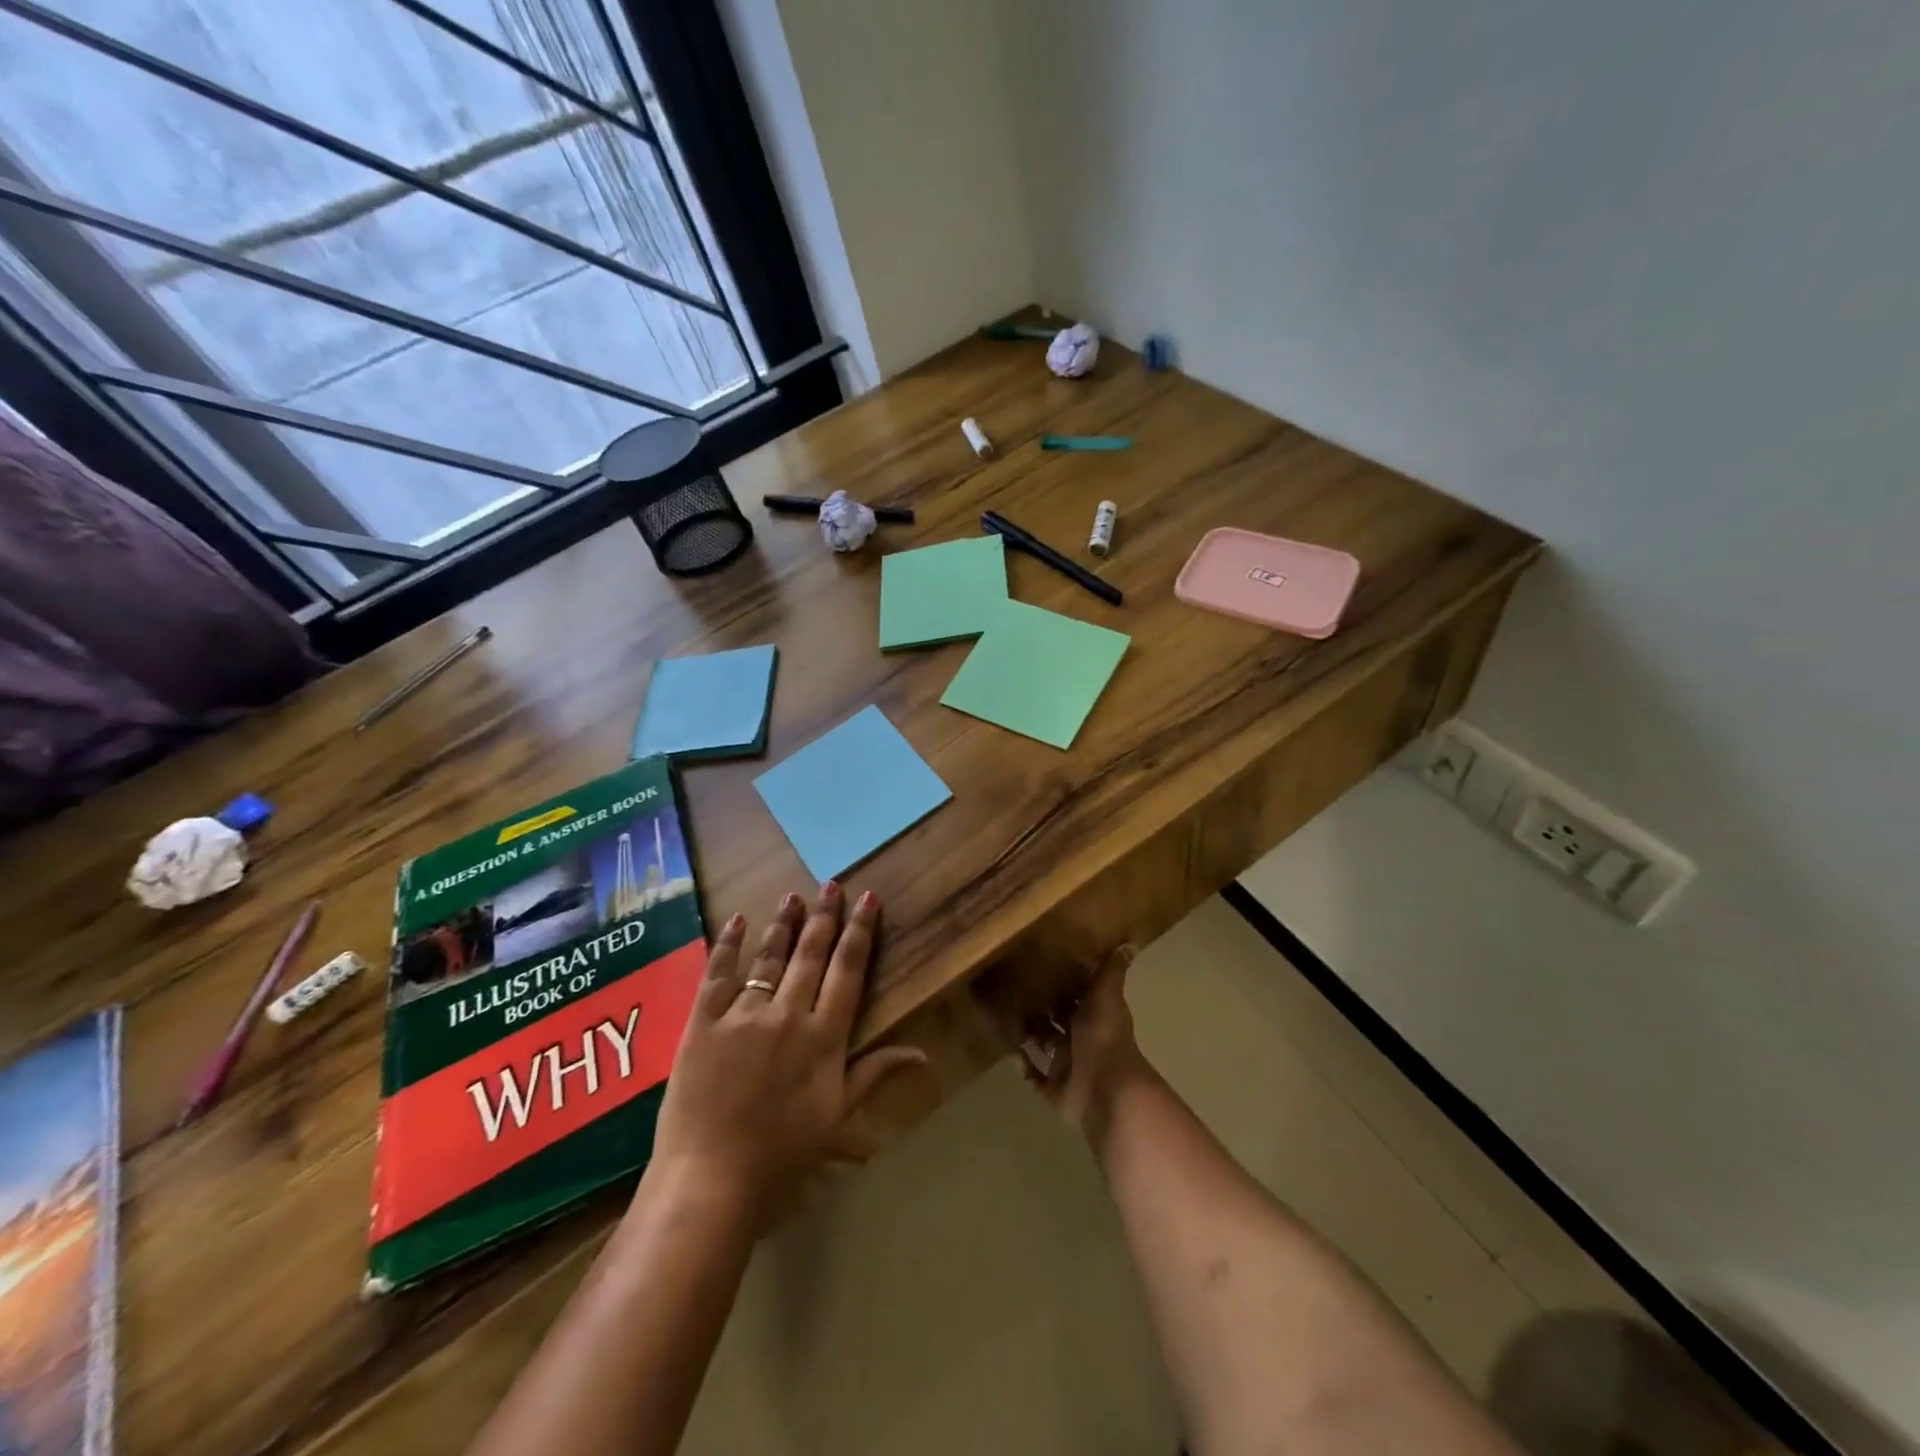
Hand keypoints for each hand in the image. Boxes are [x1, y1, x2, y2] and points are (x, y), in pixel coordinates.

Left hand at [648, 883, 925, 1225]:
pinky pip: (718, 974)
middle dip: (825, 916)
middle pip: (811, 954)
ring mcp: (743, 1014)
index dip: (860, 932)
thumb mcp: (837, 1117)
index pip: (848, 970)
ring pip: (770, 957)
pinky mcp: (703, 1023)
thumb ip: (874, 1074)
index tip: (868, 899)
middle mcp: (788, 1014)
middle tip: (832, 884)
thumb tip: (922, 1053)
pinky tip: (738, 920)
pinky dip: (729, 945)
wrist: (709, 1183)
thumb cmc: (782, 1157)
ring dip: (784, 923)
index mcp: (824, 1036)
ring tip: (794, 896)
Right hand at [1021, 945, 1155, 1142]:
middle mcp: (1082, 1040)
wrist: (1104, 1086)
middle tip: (1011, 991)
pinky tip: (1011, 1055)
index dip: (1062, 985)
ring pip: (1045, 1048)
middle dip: (1039, 1010)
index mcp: (1094, 1016)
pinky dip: (1026, 1069)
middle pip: (1057, 1022)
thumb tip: (1129, 943)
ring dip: (1029, 1037)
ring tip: (1004, 1019)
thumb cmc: (1102, 1035)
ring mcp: (1069, 1066)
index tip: (1039, 968)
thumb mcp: (1106, 995)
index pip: (1077, 997)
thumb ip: (1111, 972)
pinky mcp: (1056, 1089)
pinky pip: (1037, 1079)